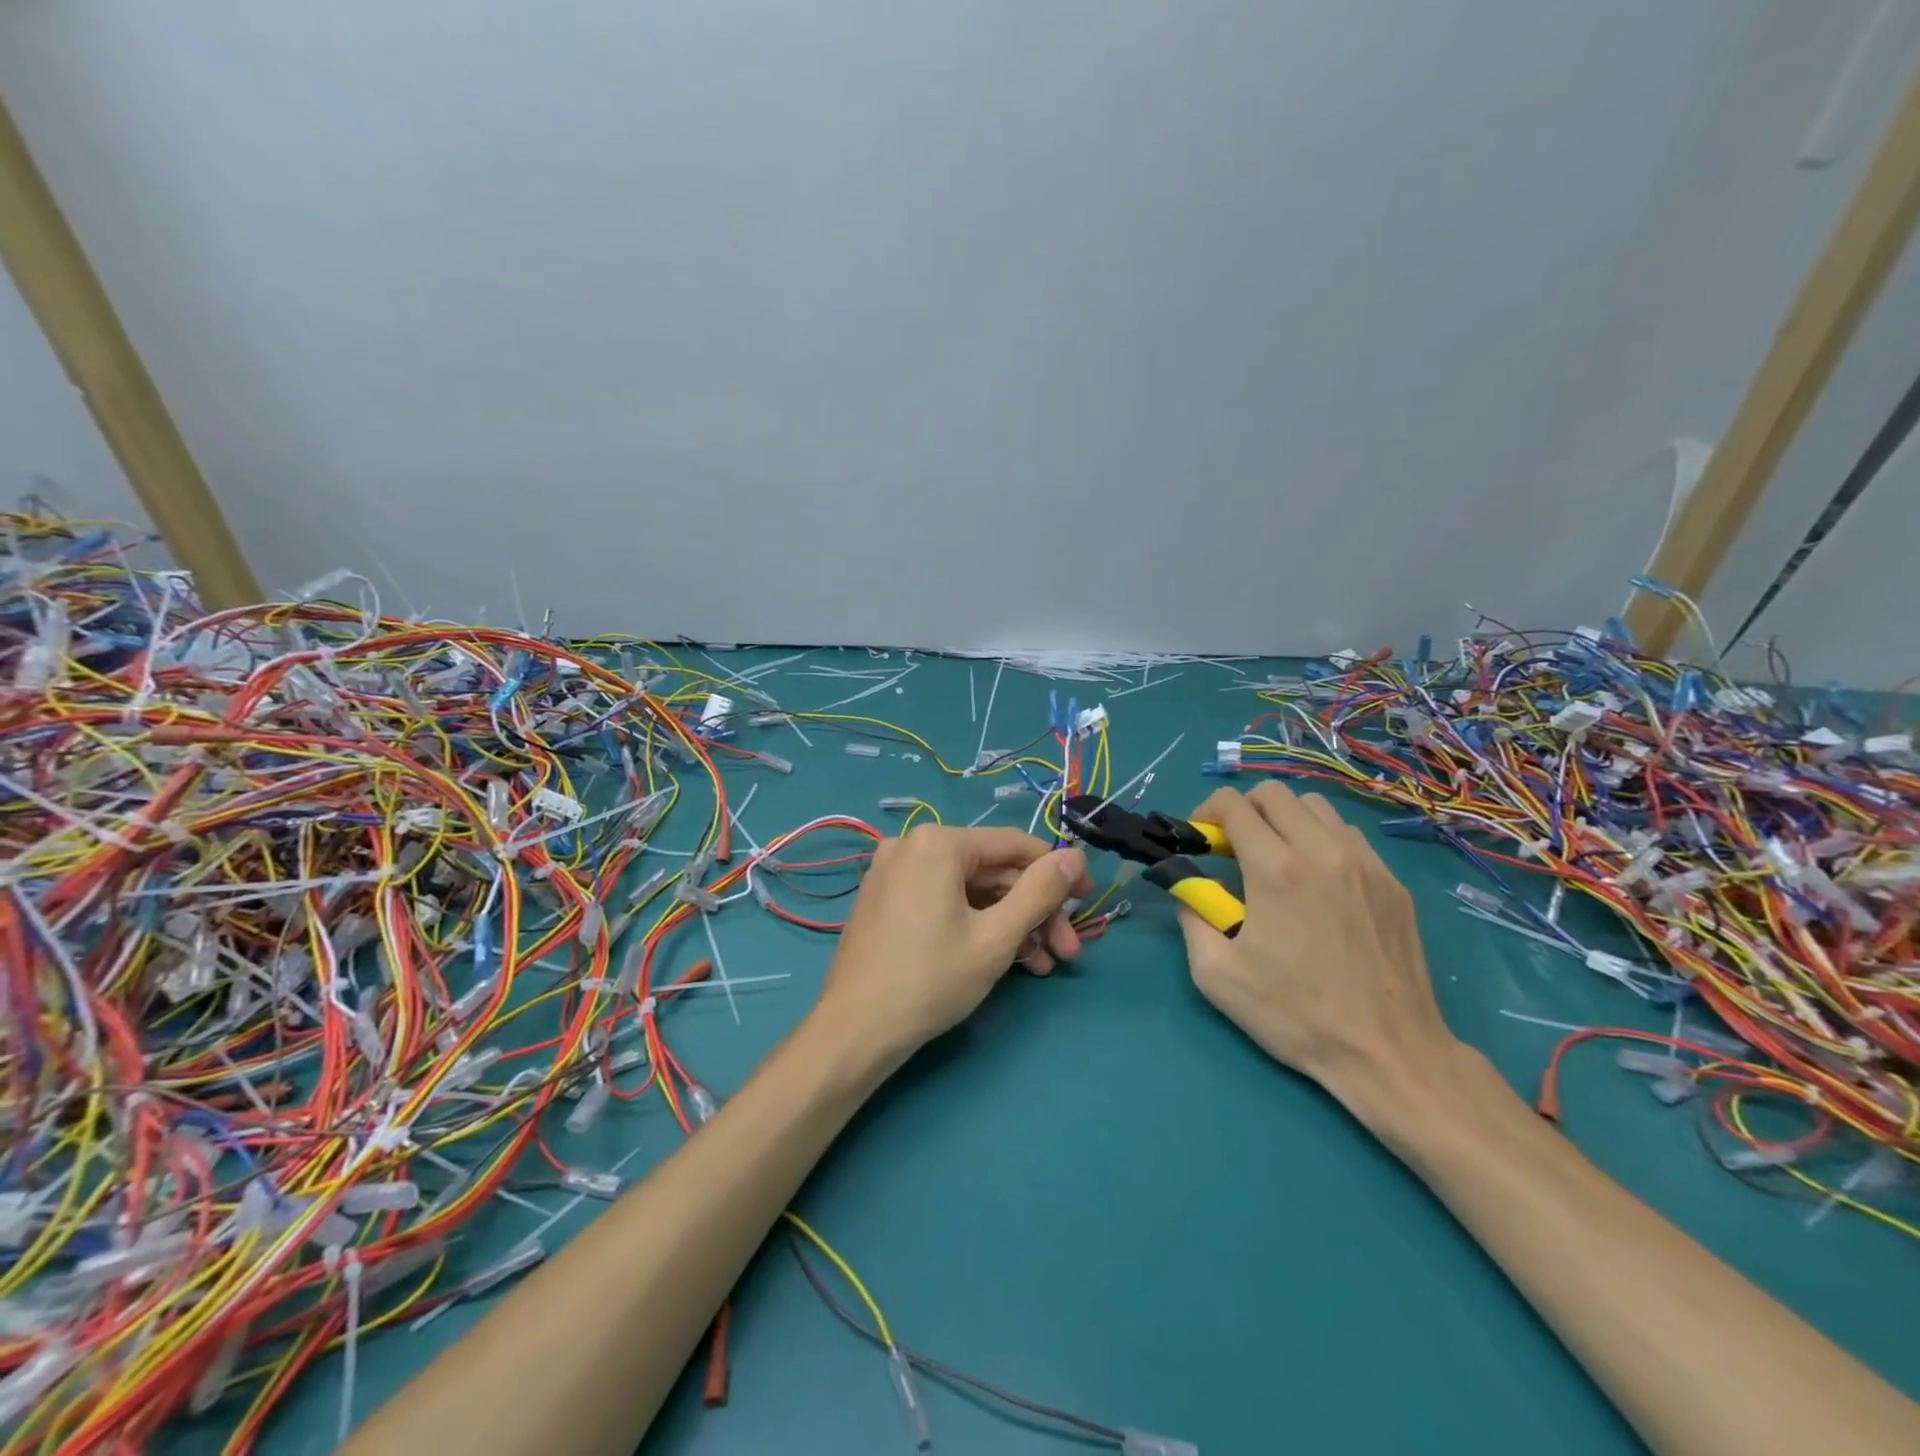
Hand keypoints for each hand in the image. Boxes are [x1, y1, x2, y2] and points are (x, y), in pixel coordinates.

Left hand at [818, 825, 1092, 1058]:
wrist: (854, 1032)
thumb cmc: (930, 980)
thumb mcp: (996, 937)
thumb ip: (1040, 892)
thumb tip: (1075, 856)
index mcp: (938, 843)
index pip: (1015, 845)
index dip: (1057, 872)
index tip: (1087, 900)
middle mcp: (913, 846)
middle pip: (993, 871)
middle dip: (1034, 911)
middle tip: (1066, 951)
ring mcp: (894, 873)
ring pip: (970, 890)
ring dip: (1010, 924)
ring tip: (1040, 966)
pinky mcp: (886, 901)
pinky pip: (943, 901)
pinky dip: (975, 925)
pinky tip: (1003, 960)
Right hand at [1176, 782, 1459, 1113]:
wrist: (1388, 1053)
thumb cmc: (1295, 1014)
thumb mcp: (1216, 975)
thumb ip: (1192, 918)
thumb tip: (1191, 892)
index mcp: (1275, 869)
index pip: (1234, 804)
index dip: (1207, 812)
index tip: (1202, 840)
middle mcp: (1322, 850)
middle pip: (1274, 793)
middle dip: (1244, 810)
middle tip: (1235, 847)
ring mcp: (1365, 863)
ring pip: (1316, 807)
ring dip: (1286, 820)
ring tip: (1278, 859)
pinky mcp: (1392, 882)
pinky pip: (1349, 836)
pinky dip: (1322, 841)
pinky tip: (1319, 882)